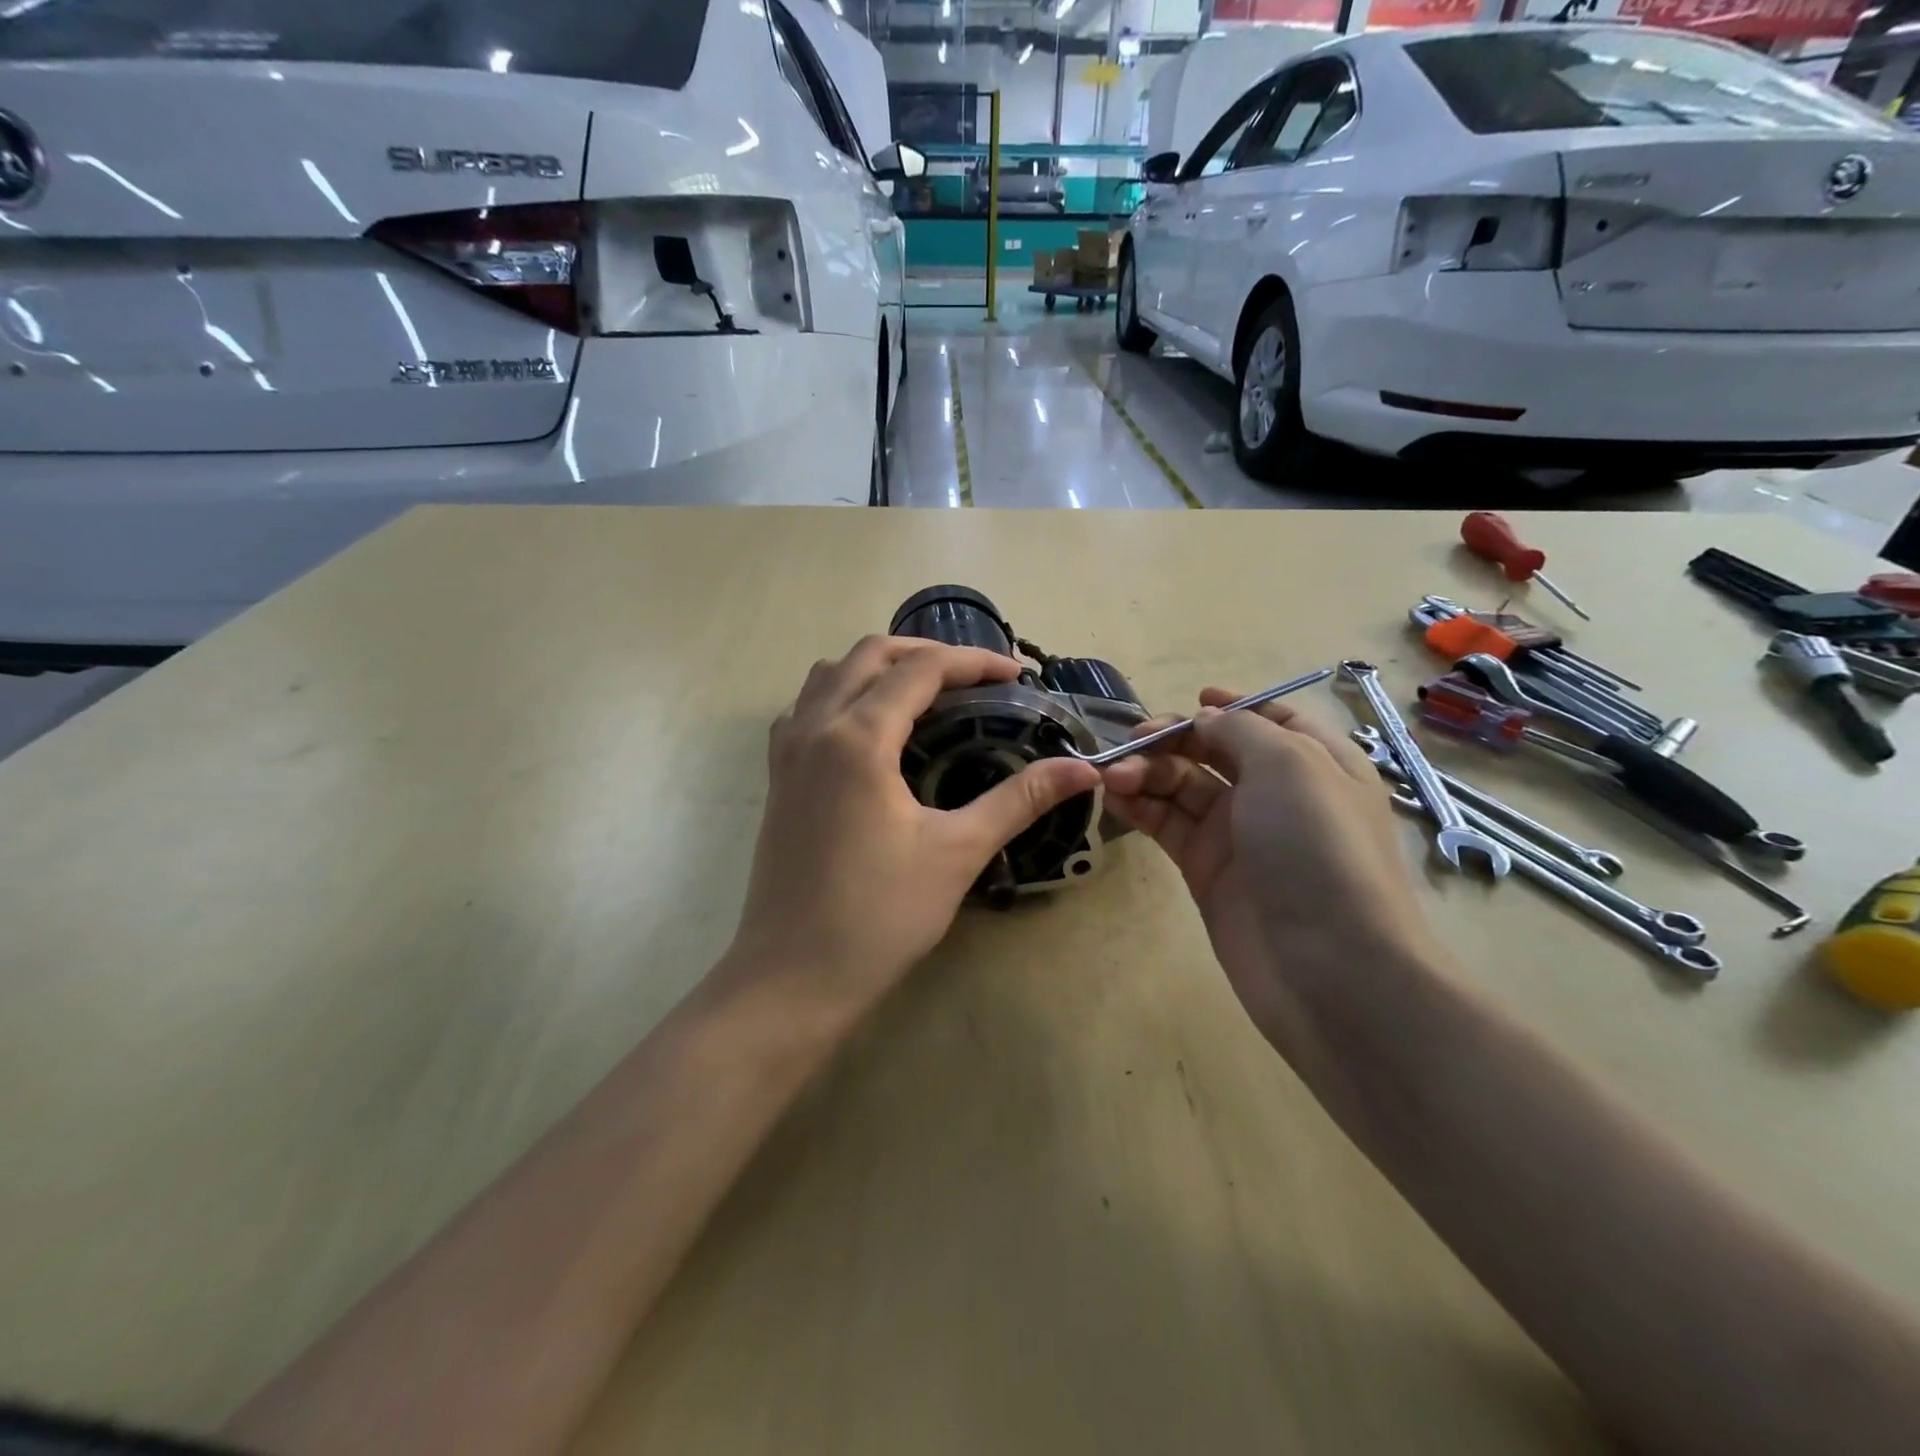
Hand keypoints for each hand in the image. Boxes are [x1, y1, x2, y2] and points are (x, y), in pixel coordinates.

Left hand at [727, 636, 1100, 1019]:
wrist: (793, 977)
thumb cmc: (879, 915)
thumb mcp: (957, 852)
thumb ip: (1019, 800)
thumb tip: (1083, 769)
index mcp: (857, 737)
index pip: (921, 669)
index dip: (973, 662)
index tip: (1017, 675)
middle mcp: (814, 728)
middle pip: (870, 655)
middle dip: (926, 653)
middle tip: (974, 678)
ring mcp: (787, 752)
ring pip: (830, 675)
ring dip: (879, 668)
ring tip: (925, 693)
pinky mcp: (777, 778)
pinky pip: (807, 708)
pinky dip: (843, 695)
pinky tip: (870, 730)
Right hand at [1100, 691, 1441, 1059]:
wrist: (1328, 966)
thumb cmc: (1318, 848)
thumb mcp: (1290, 764)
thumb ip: (1240, 729)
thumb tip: (1204, 720)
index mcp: (1314, 762)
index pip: (1271, 719)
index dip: (1232, 707)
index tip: (1190, 701)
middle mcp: (1276, 794)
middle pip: (1215, 750)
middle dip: (1171, 740)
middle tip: (1129, 743)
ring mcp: (1239, 835)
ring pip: (1183, 786)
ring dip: (1146, 772)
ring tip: (1112, 776)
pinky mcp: (1206, 871)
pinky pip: (1167, 825)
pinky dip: (1140, 806)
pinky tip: (1113, 797)